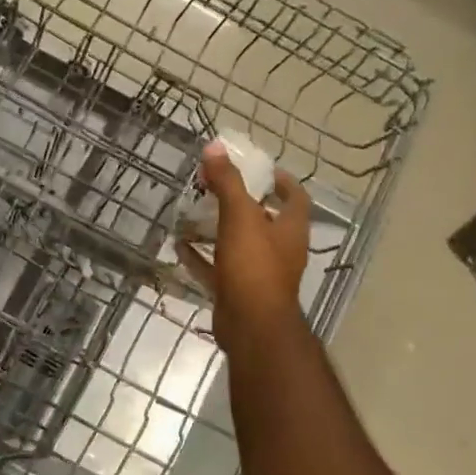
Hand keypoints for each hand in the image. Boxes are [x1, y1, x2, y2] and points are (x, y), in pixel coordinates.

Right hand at [177, 143, 310, 351]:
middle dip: (242, 203)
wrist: (251, 327)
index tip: (262, 169)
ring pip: (239, 244)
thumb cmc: (254, 267)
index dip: (282, 181)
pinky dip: (201, 257)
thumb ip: (228, 182)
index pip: (295, 197)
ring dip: (219, 229)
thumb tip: (215, 147)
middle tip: (216, 187)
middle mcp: (279, 250)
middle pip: (264, 219)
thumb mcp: (240, 217)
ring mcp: (259, 273)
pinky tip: (180, 245)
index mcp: (290, 229)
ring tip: (194, 213)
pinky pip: (217, 268)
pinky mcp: (237, 291)